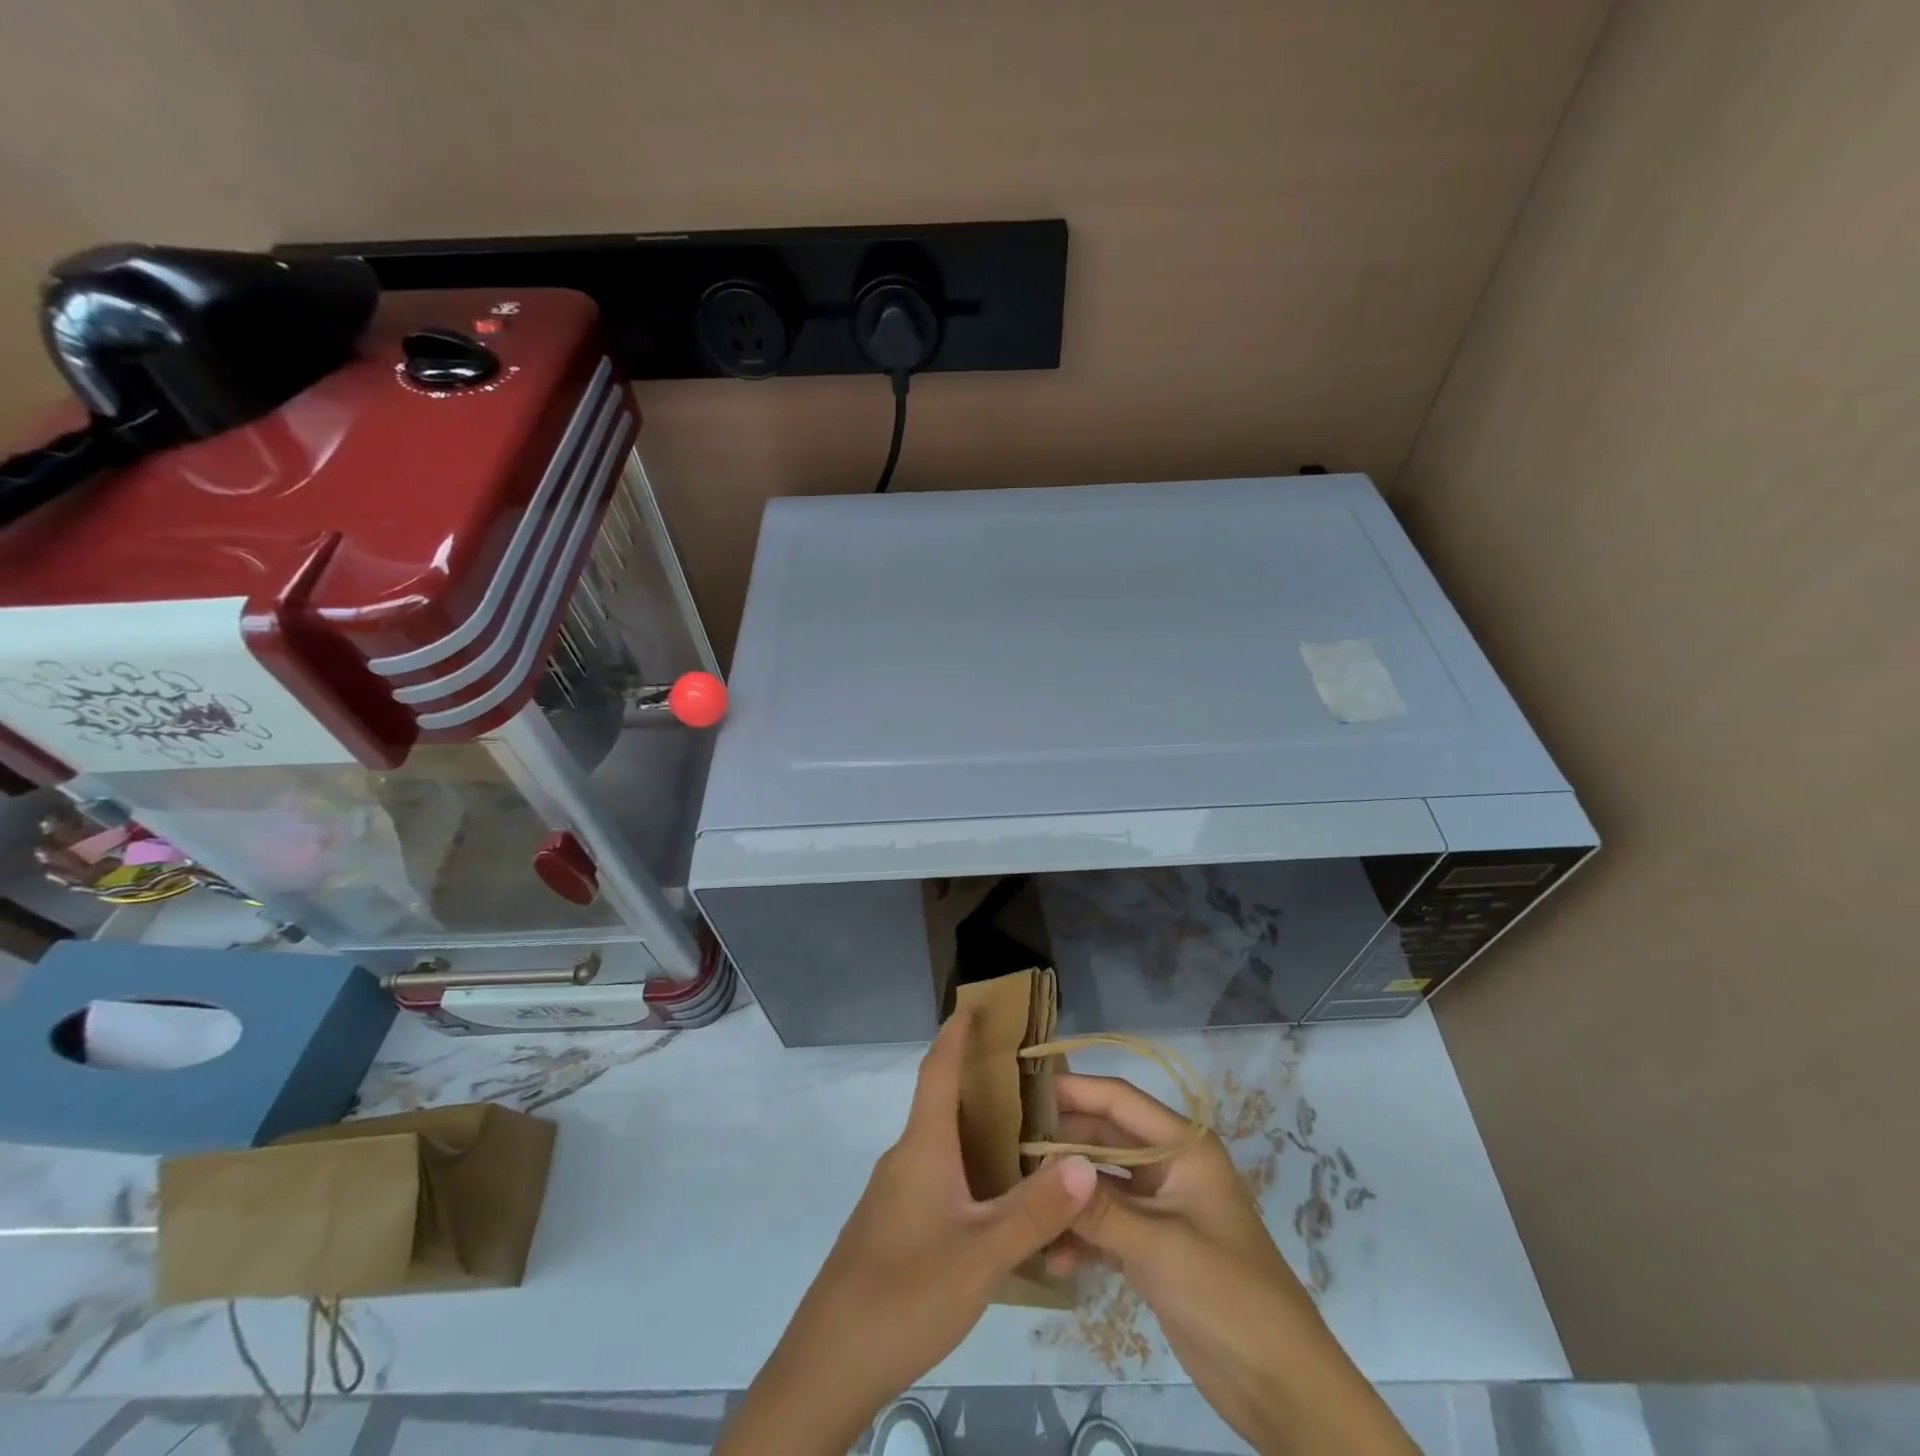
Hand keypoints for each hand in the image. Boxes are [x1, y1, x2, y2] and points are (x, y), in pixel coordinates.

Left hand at [716, 1013, 1097, 1455]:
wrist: (829, 1363)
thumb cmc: (906, 1292)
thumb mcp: (982, 1254)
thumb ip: (1035, 1210)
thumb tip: (1086, 1163)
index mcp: (922, 1146)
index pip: (937, 1070)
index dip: (956, 1035)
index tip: (974, 1005)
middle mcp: (905, 1158)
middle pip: (943, 1104)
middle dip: (982, 1084)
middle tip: (1032, 1080)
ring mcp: (894, 1194)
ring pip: (942, 1146)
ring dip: (979, 1134)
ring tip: (1027, 1139)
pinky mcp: (892, 1226)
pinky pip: (937, 1179)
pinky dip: (968, 1172)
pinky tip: (996, 1203)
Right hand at [1052, 1074, 1417, 1455]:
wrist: (1282, 1387)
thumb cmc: (1228, 1295)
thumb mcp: (1159, 1247)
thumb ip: (1098, 1208)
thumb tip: (1041, 1171)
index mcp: (1183, 1147)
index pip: (1119, 1100)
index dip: (1074, 1088)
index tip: (1024, 1086)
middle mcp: (1168, 1167)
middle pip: (1104, 1139)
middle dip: (1060, 1144)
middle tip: (1006, 1146)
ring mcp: (1159, 1209)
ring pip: (1100, 1184)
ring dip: (1067, 1196)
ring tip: (1019, 1201)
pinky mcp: (1151, 1248)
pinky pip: (1105, 1226)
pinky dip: (1080, 1237)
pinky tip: (1050, 1258)